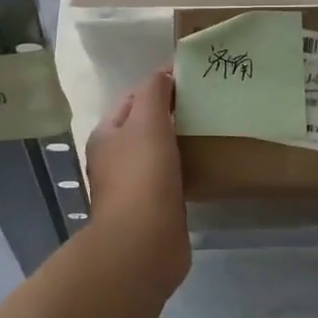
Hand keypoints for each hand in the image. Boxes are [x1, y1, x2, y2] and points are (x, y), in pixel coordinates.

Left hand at [84, 70, 190, 293]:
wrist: (143, 244)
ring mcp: (133, 186)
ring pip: (159, 153)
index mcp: (106, 135)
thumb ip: (153, 92)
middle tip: (206, 103)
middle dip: (171, 114)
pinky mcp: (154, 208)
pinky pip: (171, 179)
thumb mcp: (147, 121)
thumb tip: (163, 73)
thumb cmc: (142, 175)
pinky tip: (206, 165)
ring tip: (211, 129)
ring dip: (180, 142)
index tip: (192, 80)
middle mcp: (115, 159)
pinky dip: (186, 169)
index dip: (158, 86)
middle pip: (145, 126)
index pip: (132, 99)